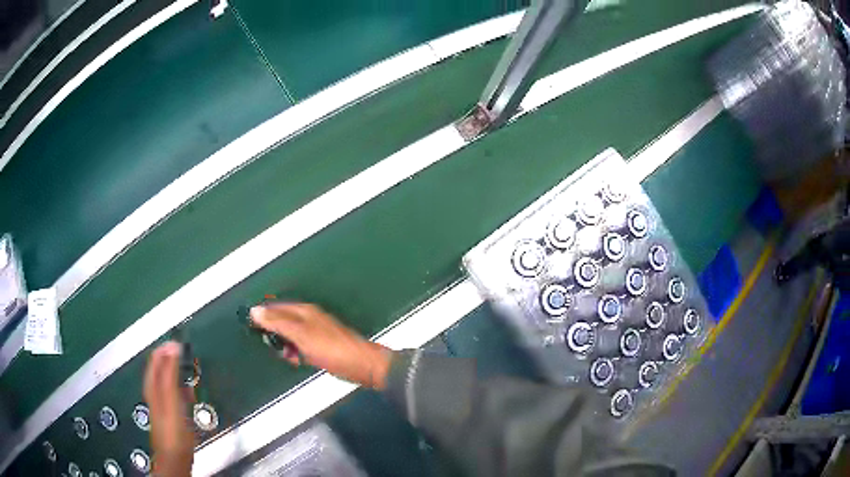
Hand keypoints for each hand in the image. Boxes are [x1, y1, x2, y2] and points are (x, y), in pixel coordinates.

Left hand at [143, 342, 193, 476]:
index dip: (168, 349)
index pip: (157, 357)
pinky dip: (181, 388)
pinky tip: (188, 392)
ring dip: (177, 373)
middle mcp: (154, 390)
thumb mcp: (172, 398)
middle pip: (161, 367)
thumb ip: (171, 373)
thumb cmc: (173, 428)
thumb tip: (173, 347)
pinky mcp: (170, 412)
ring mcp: (161, 402)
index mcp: (152, 384)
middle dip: (173, 360)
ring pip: (167, 380)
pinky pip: (174, 393)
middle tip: (186, 357)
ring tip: (188, 370)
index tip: (182, 345)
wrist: (175, 456)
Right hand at [250, 303, 392, 389]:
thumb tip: (255, 311)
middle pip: (281, 321)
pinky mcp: (319, 347)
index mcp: (303, 311)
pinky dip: (296, 354)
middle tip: (273, 346)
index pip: (275, 307)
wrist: (361, 365)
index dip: (261, 315)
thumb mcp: (300, 334)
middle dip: (274, 334)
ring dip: (285, 346)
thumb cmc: (331, 348)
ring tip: (289, 356)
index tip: (249, 326)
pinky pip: (300, 347)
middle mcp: (308, 318)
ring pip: (289, 336)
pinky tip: (298, 361)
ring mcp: (314, 333)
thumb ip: (277, 322)